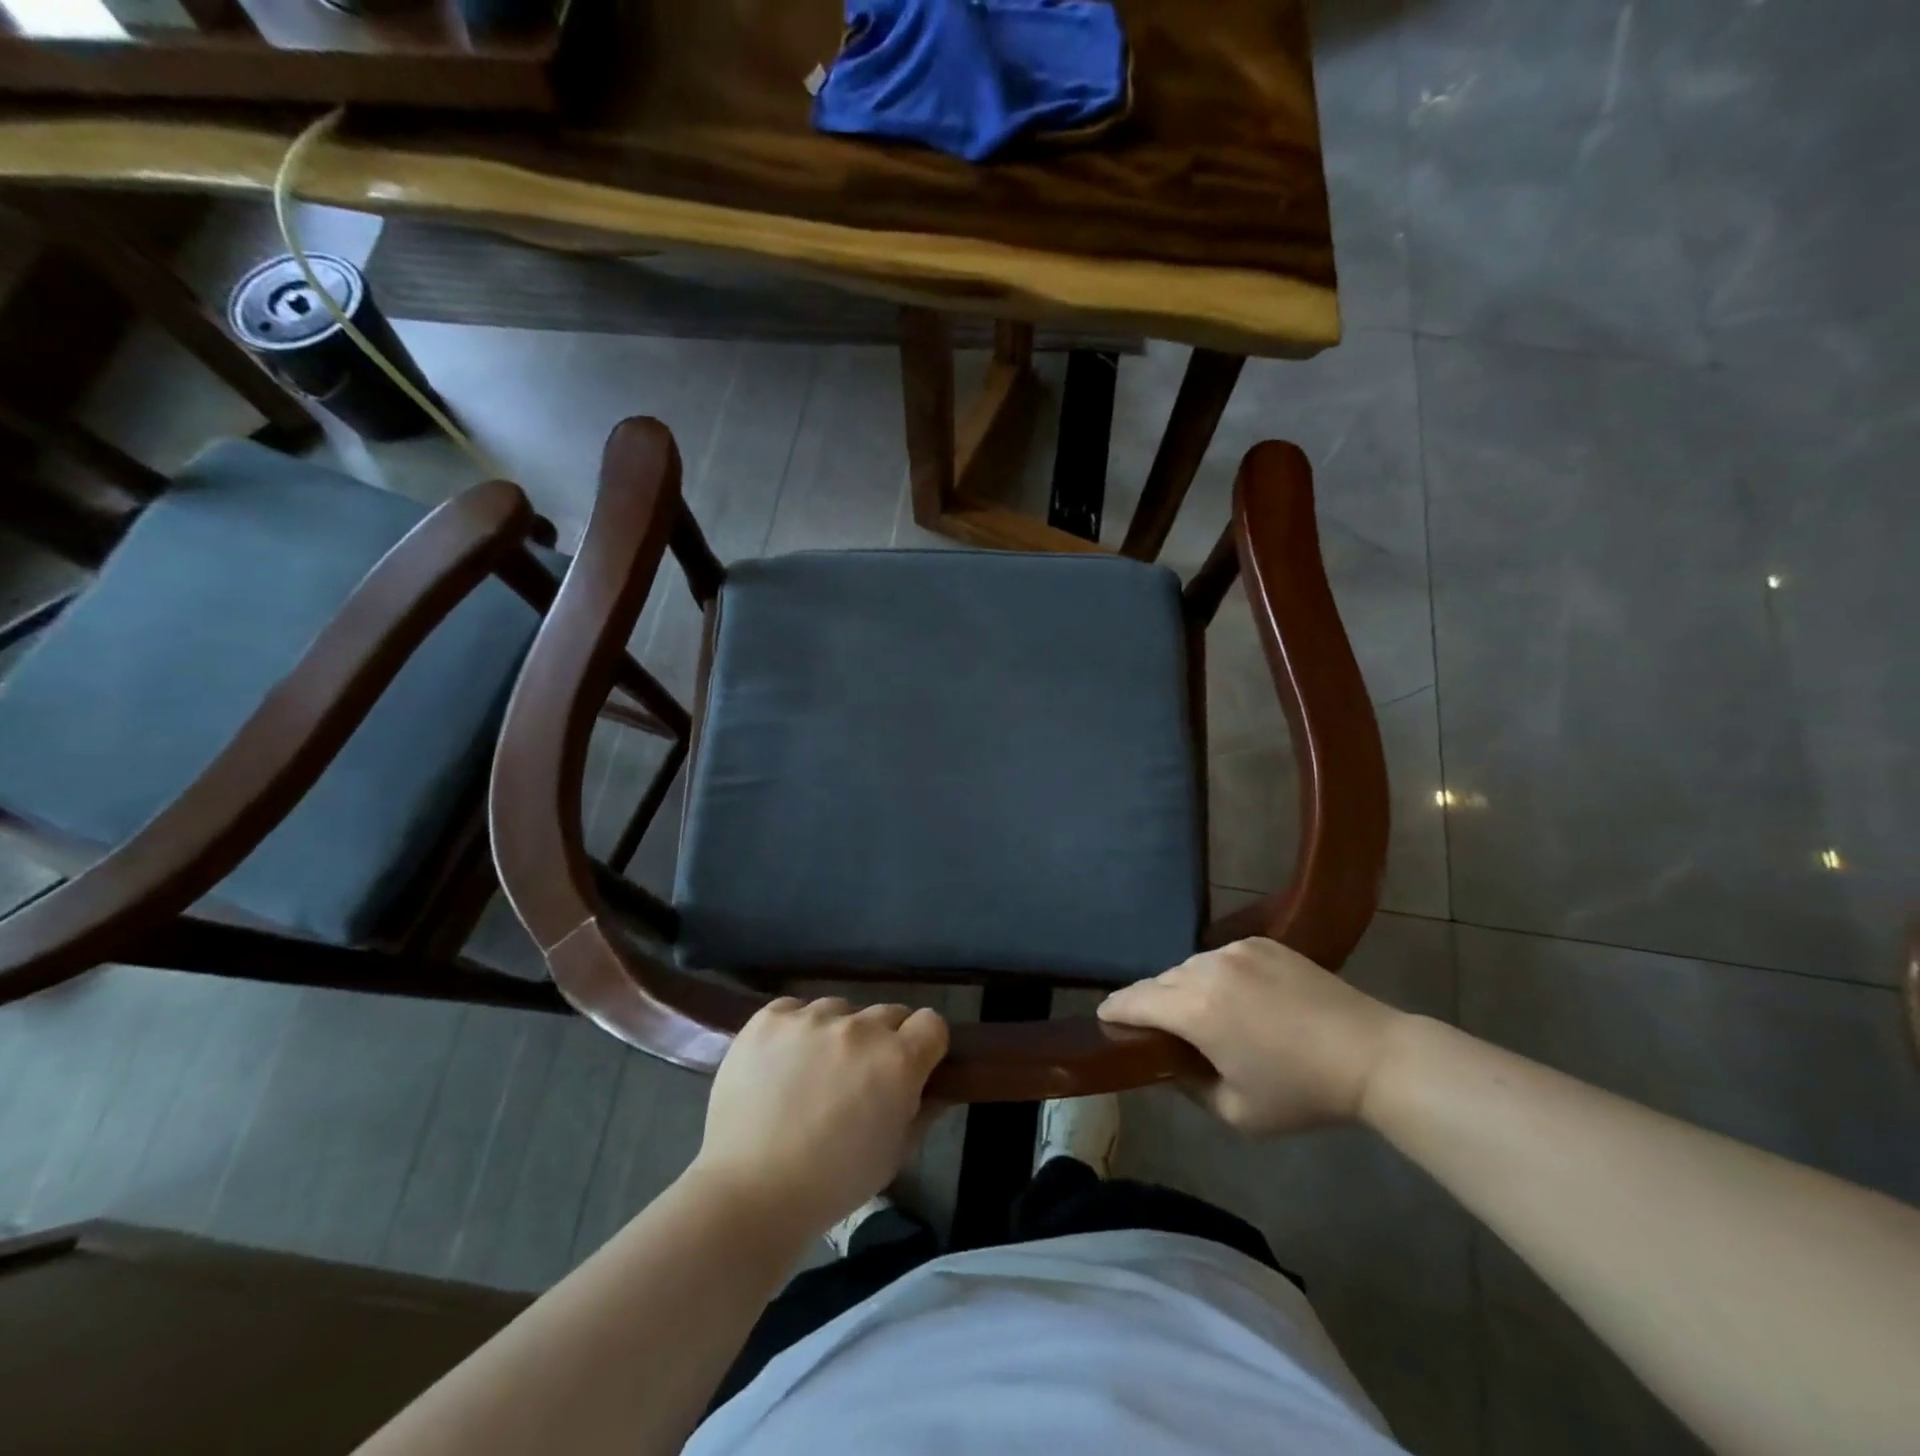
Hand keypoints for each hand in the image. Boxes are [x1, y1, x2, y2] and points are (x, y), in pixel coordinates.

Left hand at [691, 998, 949, 1236]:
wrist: (750, 1191)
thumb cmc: (833, 1183)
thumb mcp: (894, 1155)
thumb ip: (922, 1112)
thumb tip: (935, 1088)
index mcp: (897, 1059)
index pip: (931, 1023)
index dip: (926, 1044)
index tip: (914, 1067)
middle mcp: (859, 1027)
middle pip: (888, 1013)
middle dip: (883, 1040)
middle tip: (861, 1077)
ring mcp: (811, 1017)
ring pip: (840, 1010)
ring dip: (838, 1033)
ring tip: (814, 1072)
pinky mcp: (769, 1018)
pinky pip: (795, 1009)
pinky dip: (796, 1029)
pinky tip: (782, 1062)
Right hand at [1098, 938, 1405, 1134]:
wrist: (1372, 1055)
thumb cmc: (1302, 1092)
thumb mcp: (1236, 1112)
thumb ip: (1187, 1087)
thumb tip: (1166, 1066)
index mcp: (1195, 1009)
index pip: (1134, 1001)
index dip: (1115, 1011)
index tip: (1105, 1019)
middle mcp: (1207, 968)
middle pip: (1160, 981)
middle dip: (1150, 1003)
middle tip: (1156, 1028)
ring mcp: (1236, 949)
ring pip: (1189, 967)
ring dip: (1183, 988)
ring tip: (1199, 1014)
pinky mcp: (1261, 942)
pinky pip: (1220, 957)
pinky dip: (1214, 975)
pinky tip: (1235, 998)